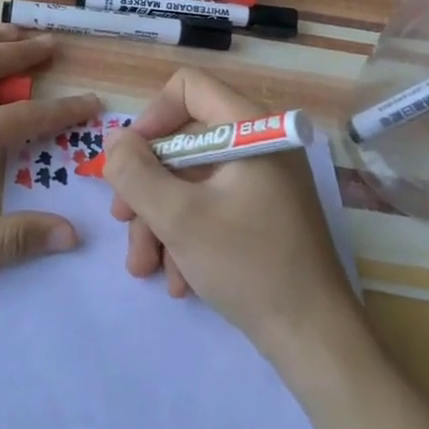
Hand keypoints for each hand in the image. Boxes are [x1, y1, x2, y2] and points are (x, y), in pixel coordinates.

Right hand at [104, 69, 360, 360]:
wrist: (315, 341)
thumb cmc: (248, 266)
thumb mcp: (178, 218)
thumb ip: (135, 173)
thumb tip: (113, 143)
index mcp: (250, 129)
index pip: (188, 87)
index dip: (151, 117)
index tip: (129, 160)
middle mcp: (258, 146)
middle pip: (183, 142)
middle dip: (147, 186)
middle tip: (124, 222)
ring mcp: (262, 182)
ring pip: (192, 181)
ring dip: (160, 221)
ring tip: (146, 267)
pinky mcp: (262, 215)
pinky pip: (211, 207)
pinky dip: (186, 236)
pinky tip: (178, 279)